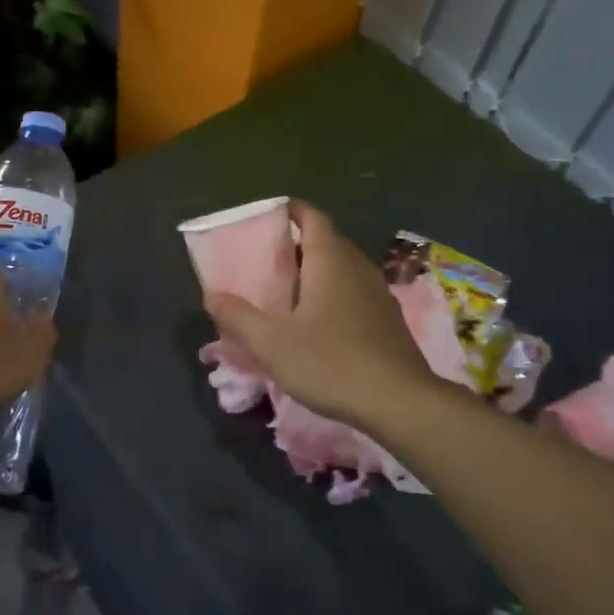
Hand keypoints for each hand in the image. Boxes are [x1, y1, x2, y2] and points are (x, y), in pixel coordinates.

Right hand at [205, 202, 432, 428]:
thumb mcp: (271, 343)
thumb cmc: (331, 362)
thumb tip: (212, 295)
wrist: (400, 403)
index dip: (289, 211)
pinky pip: (353, 293)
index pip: (311, 217)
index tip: (264, 220)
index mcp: (330, 260)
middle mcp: (357, 266)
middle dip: (295, 246)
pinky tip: (314, 324)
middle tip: (263, 262)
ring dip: (313, 273)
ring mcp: (378, 293)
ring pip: (340, 269)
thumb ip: (238, 317)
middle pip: (325, 241)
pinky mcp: (387, 319)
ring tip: (284, 293)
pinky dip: (330, 295)